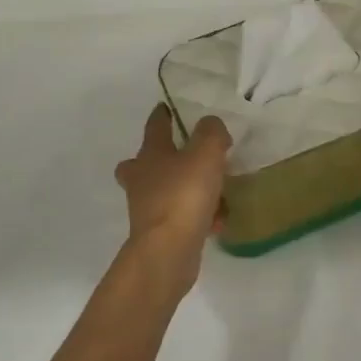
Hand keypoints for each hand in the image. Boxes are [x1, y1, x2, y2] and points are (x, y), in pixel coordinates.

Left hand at [115, 105, 230, 290]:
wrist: (168, 253)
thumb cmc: (183, 195)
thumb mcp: (206, 153)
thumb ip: (212, 133)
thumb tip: (211, 125)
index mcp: (151, 154)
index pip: (155, 126)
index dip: (162, 115)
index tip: (167, 107)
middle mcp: (143, 179)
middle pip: (142, 163)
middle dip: (157, 158)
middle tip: (181, 155)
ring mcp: (148, 209)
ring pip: (164, 191)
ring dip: (184, 188)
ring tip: (216, 190)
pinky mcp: (159, 234)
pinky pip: (181, 217)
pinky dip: (198, 216)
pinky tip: (218, 220)